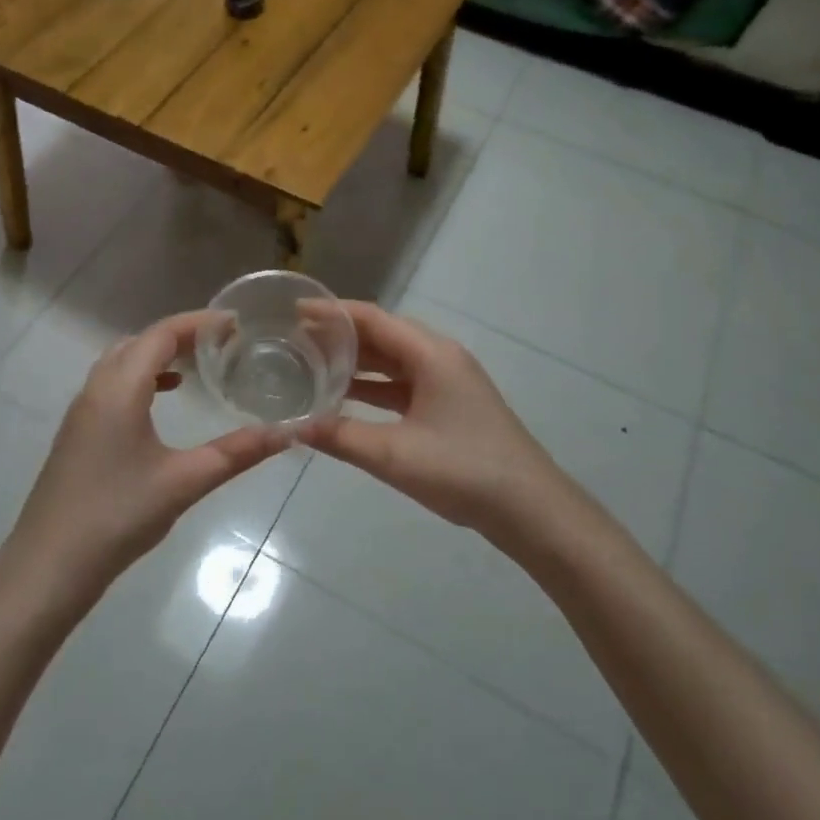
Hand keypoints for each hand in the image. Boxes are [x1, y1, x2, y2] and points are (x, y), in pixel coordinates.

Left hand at [2, 311, 284, 601]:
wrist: (48, 567)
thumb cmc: (117, 516)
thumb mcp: (185, 482)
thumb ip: (236, 453)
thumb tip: (286, 433)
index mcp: (120, 389)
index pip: (161, 334)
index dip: (199, 322)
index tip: (235, 323)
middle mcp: (96, 389)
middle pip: (139, 342)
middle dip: (180, 334)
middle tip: (221, 342)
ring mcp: (81, 411)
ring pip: (121, 362)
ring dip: (157, 355)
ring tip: (196, 365)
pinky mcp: (77, 433)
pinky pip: (111, 384)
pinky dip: (140, 378)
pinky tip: (161, 401)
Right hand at [298, 302, 577, 545]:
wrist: (530, 510)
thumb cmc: (464, 470)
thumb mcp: (394, 455)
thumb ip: (340, 437)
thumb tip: (289, 426)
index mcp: (431, 354)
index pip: (372, 318)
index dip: (332, 311)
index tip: (294, 310)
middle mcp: (440, 357)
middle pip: (382, 334)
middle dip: (339, 335)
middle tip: (295, 339)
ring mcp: (447, 382)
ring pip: (393, 360)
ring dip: (356, 361)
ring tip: (312, 364)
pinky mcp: (450, 405)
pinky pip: (403, 384)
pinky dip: (373, 386)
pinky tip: (346, 398)